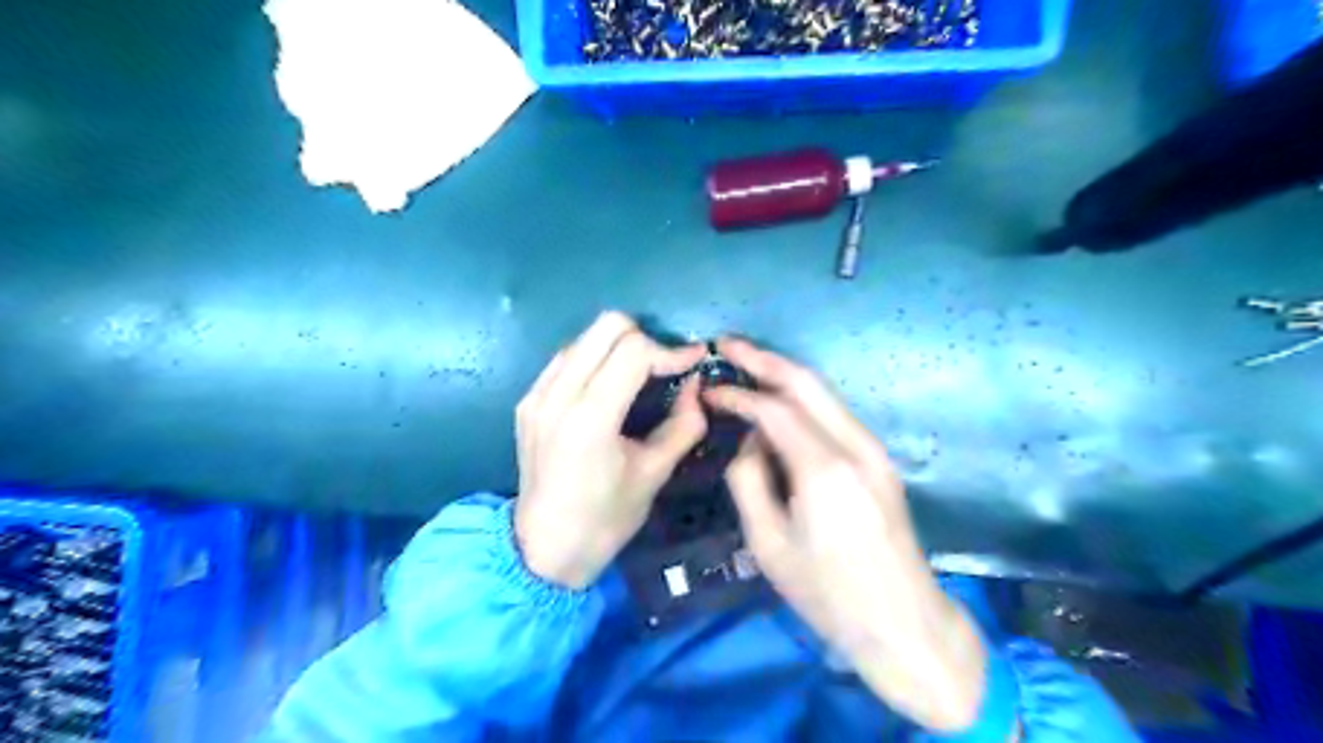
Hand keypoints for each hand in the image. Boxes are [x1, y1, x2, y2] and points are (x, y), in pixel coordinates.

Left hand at [513, 313, 706, 590]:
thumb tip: (697, 384)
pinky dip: (594, 360)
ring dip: (618, 347)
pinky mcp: (527, 400)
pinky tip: (607, 389)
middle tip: (664, 368)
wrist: (544, 549)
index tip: (694, 361)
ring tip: (639, 376)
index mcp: (590, 418)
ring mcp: (537, 394)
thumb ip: (683, 424)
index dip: (671, 350)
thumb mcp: (654, 474)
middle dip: (645, 338)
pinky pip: (567, 358)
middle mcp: (557, 394)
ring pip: (586, 336)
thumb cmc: (605, 520)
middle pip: (607, 325)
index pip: (635, 350)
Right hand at [707, 341, 985, 733]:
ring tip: (746, 365)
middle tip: (726, 344)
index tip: (708, 390)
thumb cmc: (827, 594)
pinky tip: (778, 402)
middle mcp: (855, 446)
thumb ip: (748, 480)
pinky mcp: (879, 459)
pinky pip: (834, 414)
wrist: (903, 623)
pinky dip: (802, 399)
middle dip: (763, 357)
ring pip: (823, 393)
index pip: (773, 409)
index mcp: (824, 471)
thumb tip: (748, 439)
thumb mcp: (768, 545)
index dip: (737, 394)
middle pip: (805, 382)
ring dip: (783, 374)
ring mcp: (874, 449)